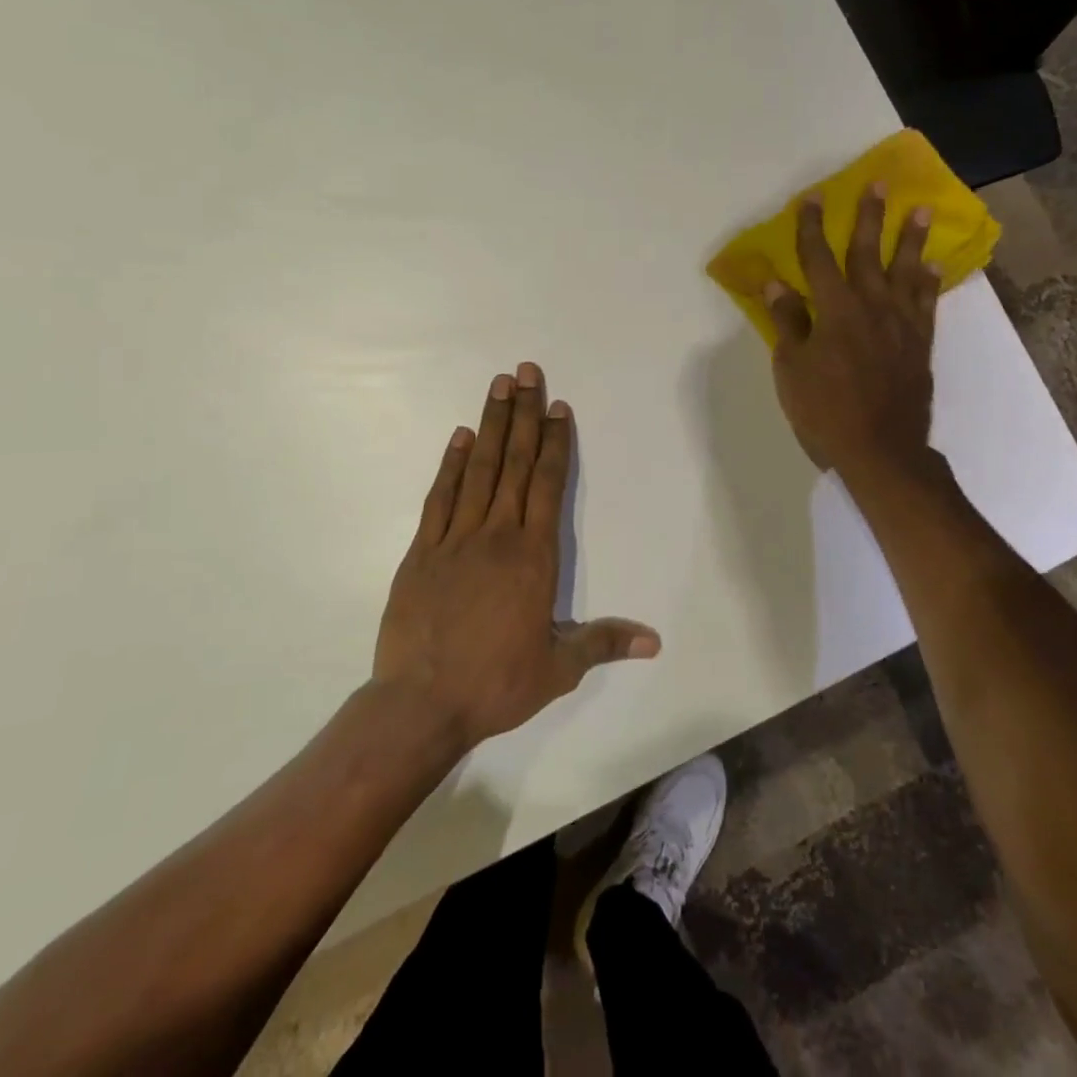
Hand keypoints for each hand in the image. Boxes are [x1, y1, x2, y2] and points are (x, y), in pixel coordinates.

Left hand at [373, 363, 660, 747]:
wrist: (421, 704)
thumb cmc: (496, 684)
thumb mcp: (559, 669)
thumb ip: (604, 643)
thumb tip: (655, 641)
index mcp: (533, 556)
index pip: (548, 485)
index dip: (554, 442)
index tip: (557, 406)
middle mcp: (497, 535)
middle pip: (514, 463)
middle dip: (523, 414)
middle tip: (526, 372)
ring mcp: (455, 539)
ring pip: (478, 470)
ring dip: (490, 425)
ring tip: (497, 386)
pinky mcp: (421, 551)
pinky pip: (440, 498)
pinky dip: (451, 465)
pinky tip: (459, 437)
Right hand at [763, 186, 938, 477]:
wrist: (881, 449)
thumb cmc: (825, 410)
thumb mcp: (792, 369)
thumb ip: (788, 323)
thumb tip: (776, 284)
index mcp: (834, 310)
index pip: (818, 259)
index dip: (813, 228)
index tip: (813, 198)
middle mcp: (871, 306)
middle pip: (868, 253)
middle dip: (869, 217)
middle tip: (878, 184)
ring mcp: (901, 324)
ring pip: (906, 271)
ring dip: (911, 239)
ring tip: (919, 210)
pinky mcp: (920, 343)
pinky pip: (926, 303)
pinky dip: (929, 282)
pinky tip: (933, 266)